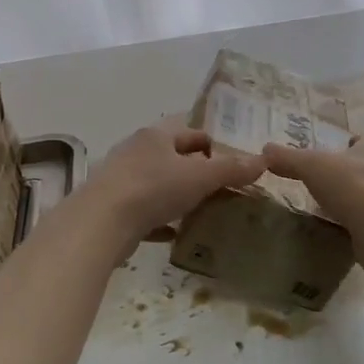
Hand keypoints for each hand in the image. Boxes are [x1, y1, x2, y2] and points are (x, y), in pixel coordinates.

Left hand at [74, 119, 264, 254]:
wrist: (100, 223)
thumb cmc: (153, 188)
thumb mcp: (200, 177)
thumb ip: (231, 169)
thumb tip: (263, 160)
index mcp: (156, 135)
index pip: (190, 130)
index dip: (213, 142)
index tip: (233, 160)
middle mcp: (135, 151)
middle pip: (172, 156)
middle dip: (196, 169)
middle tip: (222, 186)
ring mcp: (120, 180)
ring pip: (157, 183)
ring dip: (177, 194)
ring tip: (202, 209)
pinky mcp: (112, 208)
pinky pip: (143, 211)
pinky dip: (160, 220)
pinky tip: (175, 233)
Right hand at [262, 138, 363, 281]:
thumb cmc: (352, 185)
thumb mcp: (311, 165)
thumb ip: (288, 158)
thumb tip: (265, 149)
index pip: (359, 141)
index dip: (341, 146)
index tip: (323, 158)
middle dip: (346, 175)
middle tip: (320, 184)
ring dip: (353, 201)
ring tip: (327, 209)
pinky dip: (358, 225)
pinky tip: (341, 231)